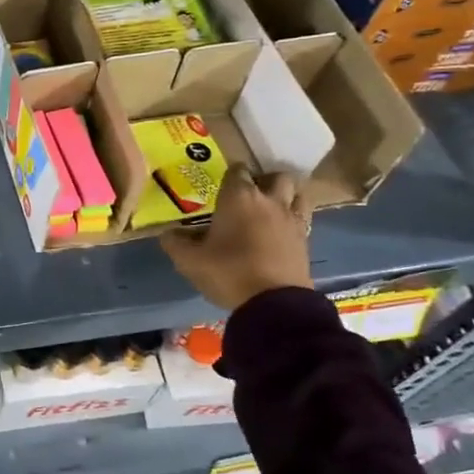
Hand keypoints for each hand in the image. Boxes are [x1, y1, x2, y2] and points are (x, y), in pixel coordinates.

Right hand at [160, 167, 312, 311]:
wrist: (273, 303)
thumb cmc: (228, 272)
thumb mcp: (190, 261)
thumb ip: (175, 243)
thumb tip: (167, 233)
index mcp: (238, 197)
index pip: (237, 170)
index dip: (230, 176)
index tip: (221, 188)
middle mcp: (268, 201)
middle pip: (276, 176)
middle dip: (264, 181)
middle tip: (250, 197)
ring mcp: (291, 220)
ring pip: (297, 193)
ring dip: (286, 197)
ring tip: (270, 211)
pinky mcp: (305, 240)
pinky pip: (302, 219)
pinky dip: (293, 220)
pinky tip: (280, 234)